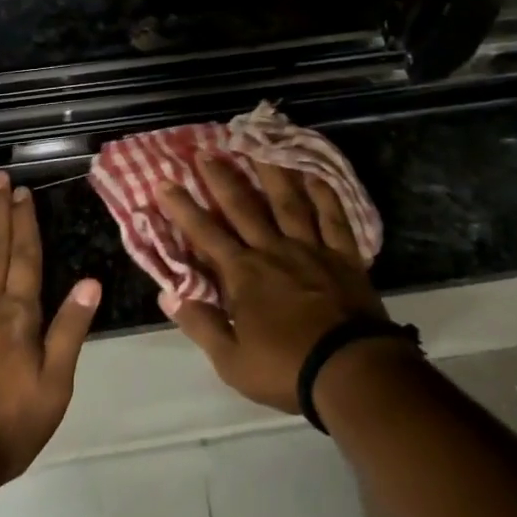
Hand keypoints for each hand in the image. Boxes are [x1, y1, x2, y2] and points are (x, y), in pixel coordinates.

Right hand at [154, 154, 386, 411]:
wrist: (350, 371)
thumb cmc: (286, 369)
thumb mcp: (232, 361)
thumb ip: (200, 325)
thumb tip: (168, 296)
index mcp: (244, 275)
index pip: (206, 235)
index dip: (183, 208)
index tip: (165, 182)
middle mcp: (274, 250)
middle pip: (243, 207)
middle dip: (221, 178)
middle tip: (206, 150)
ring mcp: (311, 248)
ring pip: (288, 201)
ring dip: (271, 172)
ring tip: (259, 144)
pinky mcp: (343, 255)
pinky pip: (333, 217)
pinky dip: (324, 194)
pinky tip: (315, 174)